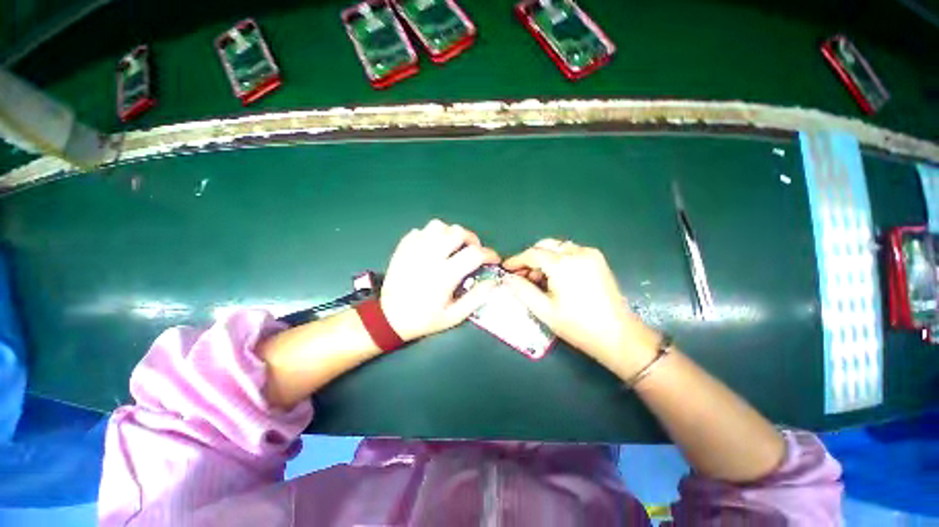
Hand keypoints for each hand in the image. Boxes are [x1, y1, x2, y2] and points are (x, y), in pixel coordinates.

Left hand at [380, 219, 499, 341]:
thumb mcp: (454, 316)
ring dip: (450, 234)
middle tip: (473, 251)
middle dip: (472, 239)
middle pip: (457, 232)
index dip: (489, 254)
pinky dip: (431, 236)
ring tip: (452, 247)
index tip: (493, 259)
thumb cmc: (424, 319)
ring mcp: (414, 249)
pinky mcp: (403, 247)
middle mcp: (430, 256)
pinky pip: (421, 231)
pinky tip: (432, 248)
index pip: (474, 254)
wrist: (388, 318)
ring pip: (438, 225)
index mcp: (444, 275)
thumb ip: (476, 298)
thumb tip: (493, 282)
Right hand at [503, 239, 659, 371]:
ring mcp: (590, 254)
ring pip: (557, 247)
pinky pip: (570, 251)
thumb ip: (522, 290)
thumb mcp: (544, 310)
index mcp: (563, 265)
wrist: (619, 336)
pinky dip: (558, 259)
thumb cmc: (578, 326)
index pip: (532, 254)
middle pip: (545, 245)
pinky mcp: (598, 259)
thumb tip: (506, 278)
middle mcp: (577, 252)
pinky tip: (555, 277)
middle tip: (521, 275)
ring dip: (543, 258)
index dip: (516, 260)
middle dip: (530, 258)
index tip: (505, 268)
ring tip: (538, 279)